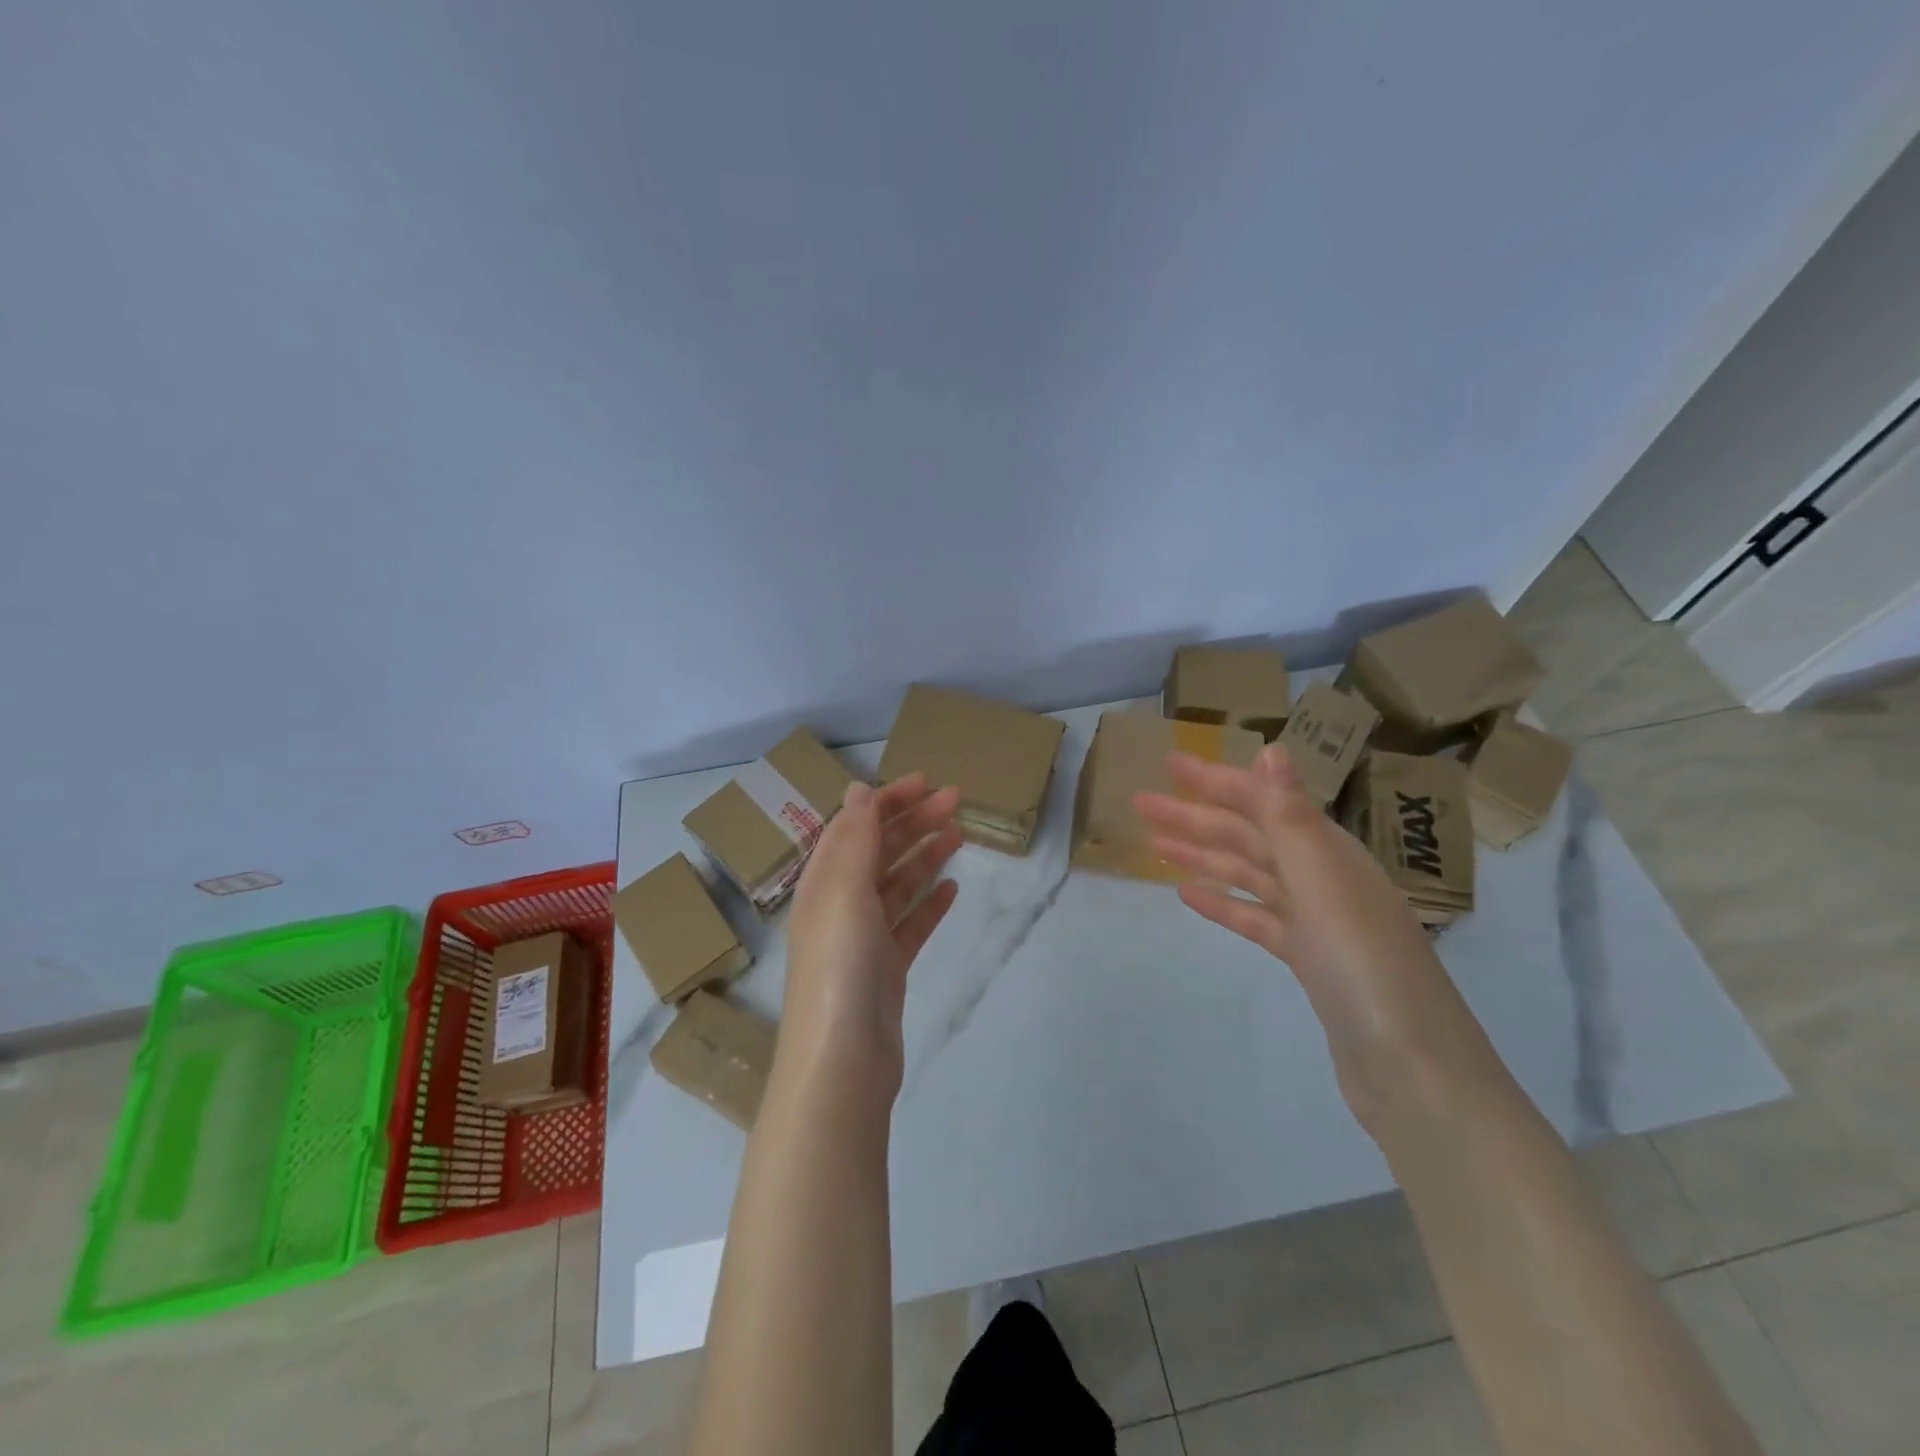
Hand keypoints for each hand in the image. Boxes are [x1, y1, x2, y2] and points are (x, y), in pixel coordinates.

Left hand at [782, 774, 962, 1099]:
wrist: (843, 1060)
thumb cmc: (839, 965)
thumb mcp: (843, 891)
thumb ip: (854, 838)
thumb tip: (858, 788)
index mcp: (823, 883)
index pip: (855, 827)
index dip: (887, 801)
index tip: (926, 782)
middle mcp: (840, 906)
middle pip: (880, 852)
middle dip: (914, 822)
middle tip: (956, 801)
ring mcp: (864, 940)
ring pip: (898, 885)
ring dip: (925, 857)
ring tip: (959, 834)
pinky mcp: (887, 969)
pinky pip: (911, 925)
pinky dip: (930, 904)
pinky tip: (952, 889)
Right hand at [1135, 745, 1485, 1131]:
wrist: (1413, 1071)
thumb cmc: (1365, 969)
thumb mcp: (1325, 884)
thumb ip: (1291, 818)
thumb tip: (1272, 748)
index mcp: (1329, 853)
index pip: (1262, 803)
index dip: (1214, 781)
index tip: (1168, 763)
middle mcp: (1323, 878)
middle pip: (1248, 836)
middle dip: (1194, 817)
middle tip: (1140, 803)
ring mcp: (1316, 922)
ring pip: (1248, 875)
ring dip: (1202, 855)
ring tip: (1153, 845)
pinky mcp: (1308, 961)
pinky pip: (1256, 918)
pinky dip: (1224, 903)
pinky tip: (1189, 896)